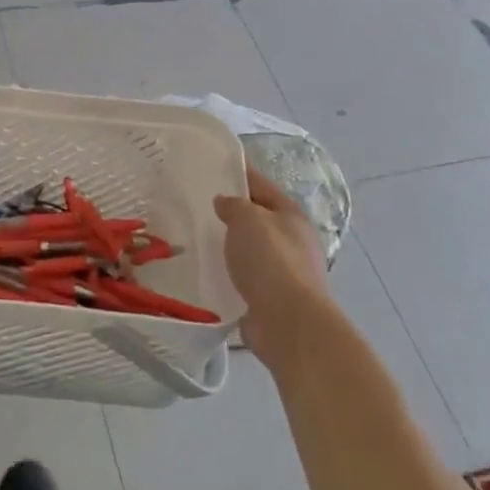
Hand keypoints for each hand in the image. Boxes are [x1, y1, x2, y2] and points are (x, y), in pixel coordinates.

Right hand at [214, 166, 333, 368]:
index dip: (239, 173)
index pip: (261, 185)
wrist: (288, 322)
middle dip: (233, 213)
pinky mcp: (271, 299)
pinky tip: (207, 272)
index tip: (213, 167)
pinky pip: (245, 277)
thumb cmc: (271, 261)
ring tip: (197, 240)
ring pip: (251, 250)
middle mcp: (293, 240)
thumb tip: (225, 202)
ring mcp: (285, 272)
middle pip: (258, 218)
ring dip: (230, 246)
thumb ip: (233, 205)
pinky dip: (229, 273)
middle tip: (197, 207)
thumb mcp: (247, 220)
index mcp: (291, 215)